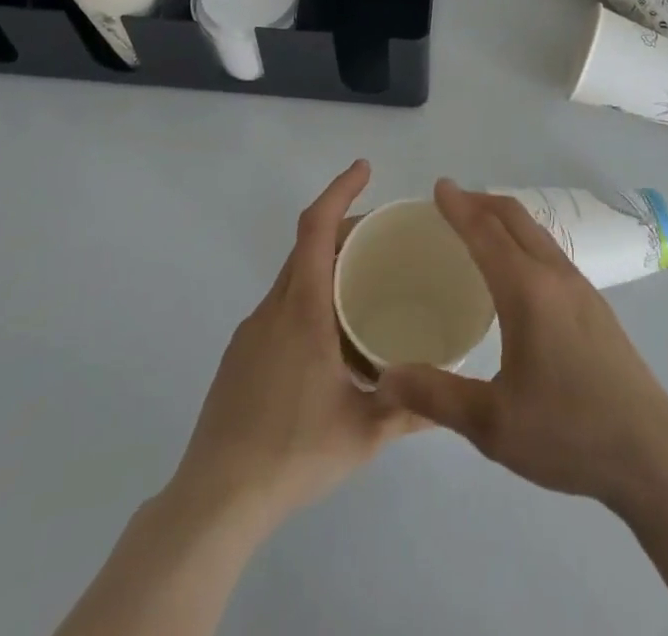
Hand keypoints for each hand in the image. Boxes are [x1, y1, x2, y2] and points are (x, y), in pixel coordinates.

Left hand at [172, 160, 421, 530]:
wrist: (215, 500)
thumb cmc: (293, 454)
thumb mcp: (364, 433)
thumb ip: (411, 410)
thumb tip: (452, 396)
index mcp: (303, 310)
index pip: (317, 228)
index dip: (340, 190)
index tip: (364, 168)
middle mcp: (274, 308)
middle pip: (307, 245)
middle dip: (343, 227)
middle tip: (383, 234)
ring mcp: (251, 331)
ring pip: (293, 277)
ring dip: (326, 265)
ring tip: (364, 284)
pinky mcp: (240, 355)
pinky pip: (280, 306)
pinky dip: (308, 296)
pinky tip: (329, 337)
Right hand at [378, 180, 667, 508]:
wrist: (650, 451)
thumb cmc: (568, 432)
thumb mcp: (492, 425)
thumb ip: (436, 397)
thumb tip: (384, 378)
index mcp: (527, 291)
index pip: (485, 233)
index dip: (459, 208)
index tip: (439, 186)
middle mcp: (555, 275)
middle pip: (515, 219)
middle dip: (482, 201)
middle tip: (452, 200)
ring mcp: (581, 287)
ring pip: (537, 232)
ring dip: (506, 218)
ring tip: (481, 225)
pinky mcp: (596, 305)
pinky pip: (551, 251)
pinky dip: (525, 238)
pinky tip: (520, 268)